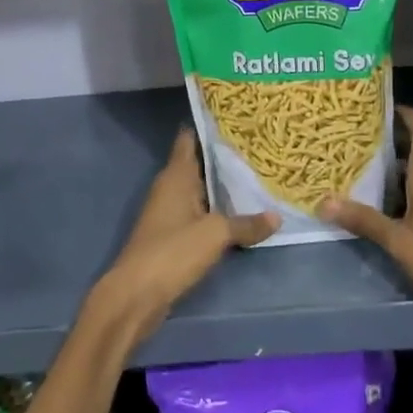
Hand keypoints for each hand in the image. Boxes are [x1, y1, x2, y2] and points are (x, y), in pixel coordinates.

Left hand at [92, 129, 278, 343]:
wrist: (136, 295)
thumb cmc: (173, 251)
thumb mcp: (215, 234)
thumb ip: (246, 223)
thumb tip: (276, 216)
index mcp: (176, 175)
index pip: (189, 138)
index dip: (209, 126)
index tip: (235, 117)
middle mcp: (170, 187)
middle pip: (199, 164)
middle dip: (224, 157)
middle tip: (258, 146)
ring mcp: (168, 212)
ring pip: (200, 190)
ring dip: (222, 186)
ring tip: (256, 176)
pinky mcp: (171, 236)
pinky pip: (198, 214)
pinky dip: (216, 211)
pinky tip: (239, 214)